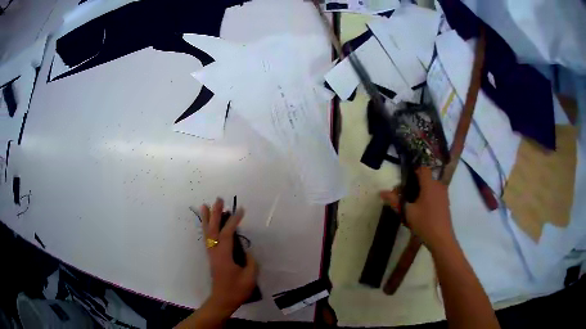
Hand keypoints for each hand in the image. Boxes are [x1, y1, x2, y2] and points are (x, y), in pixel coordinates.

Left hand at [200, 198, 257, 313]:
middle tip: (218, 200)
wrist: (222, 300)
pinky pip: (207, 239)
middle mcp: (215, 252)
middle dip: (215, 214)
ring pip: (207, 233)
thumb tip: (247, 252)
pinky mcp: (212, 257)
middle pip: (213, 229)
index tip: (241, 210)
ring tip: (205, 206)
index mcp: (224, 256)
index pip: (227, 234)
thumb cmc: (236, 290)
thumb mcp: (249, 277)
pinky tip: (207, 224)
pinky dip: (206, 228)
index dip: (233, 221)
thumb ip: (250, 262)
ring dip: (207, 219)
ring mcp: (212, 254)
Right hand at [380, 167, 454, 251]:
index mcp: (430, 184)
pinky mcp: (445, 202)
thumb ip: (395, 201)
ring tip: (411, 203)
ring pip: (431, 186)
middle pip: (426, 177)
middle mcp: (438, 186)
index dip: (413, 171)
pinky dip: (427, 196)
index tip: (404, 182)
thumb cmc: (425, 223)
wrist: (441, 239)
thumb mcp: (407, 212)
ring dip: (421, 191)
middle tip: (404, 195)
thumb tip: (381, 192)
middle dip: (414, 183)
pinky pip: (435, 193)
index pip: (423, 169)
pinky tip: (421, 209)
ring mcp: (443, 194)